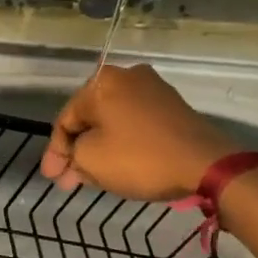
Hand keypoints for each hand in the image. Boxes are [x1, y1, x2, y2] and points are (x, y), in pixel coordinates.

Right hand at [41, 64, 236, 199]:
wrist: (206, 163)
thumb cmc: (140, 158)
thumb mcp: (91, 159)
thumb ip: (72, 154)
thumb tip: (75, 154)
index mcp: (102, 82)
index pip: (66, 118)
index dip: (55, 151)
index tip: (52, 178)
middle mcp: (127, 76)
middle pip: (90, 118)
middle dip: (76, 151)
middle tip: (67, 181)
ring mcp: (154, 90)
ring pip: (113, 122)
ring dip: (99, 149)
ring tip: (90, 177)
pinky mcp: (173, 107)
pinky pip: (135, 124)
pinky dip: (122, 143)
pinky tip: (116, 164)